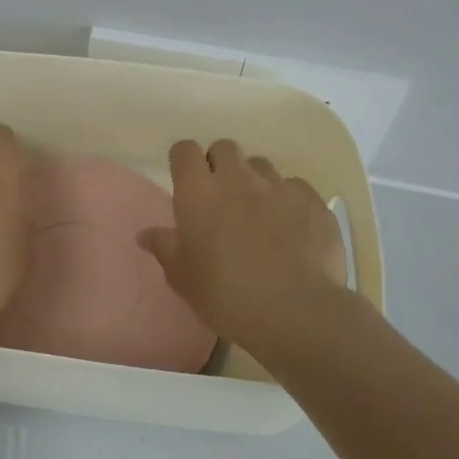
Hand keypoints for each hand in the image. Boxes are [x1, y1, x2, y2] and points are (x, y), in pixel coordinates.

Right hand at [137, 139, 346, 350]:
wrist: (294, 311)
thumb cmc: (224, 295)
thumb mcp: (182, 277)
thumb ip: (165, 248)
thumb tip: (146, 234)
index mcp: (198, 192)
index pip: (185, 151)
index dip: (184, 161)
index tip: (186, 181)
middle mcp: (237, 178)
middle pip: (225, 147)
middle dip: (220, 164)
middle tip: (221, 197)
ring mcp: (278, 186)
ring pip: (261, 165)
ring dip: (254, 181)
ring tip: (259, 212)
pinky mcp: (313, 201)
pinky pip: (296, 187)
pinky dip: (289, 201)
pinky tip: (292, 228)